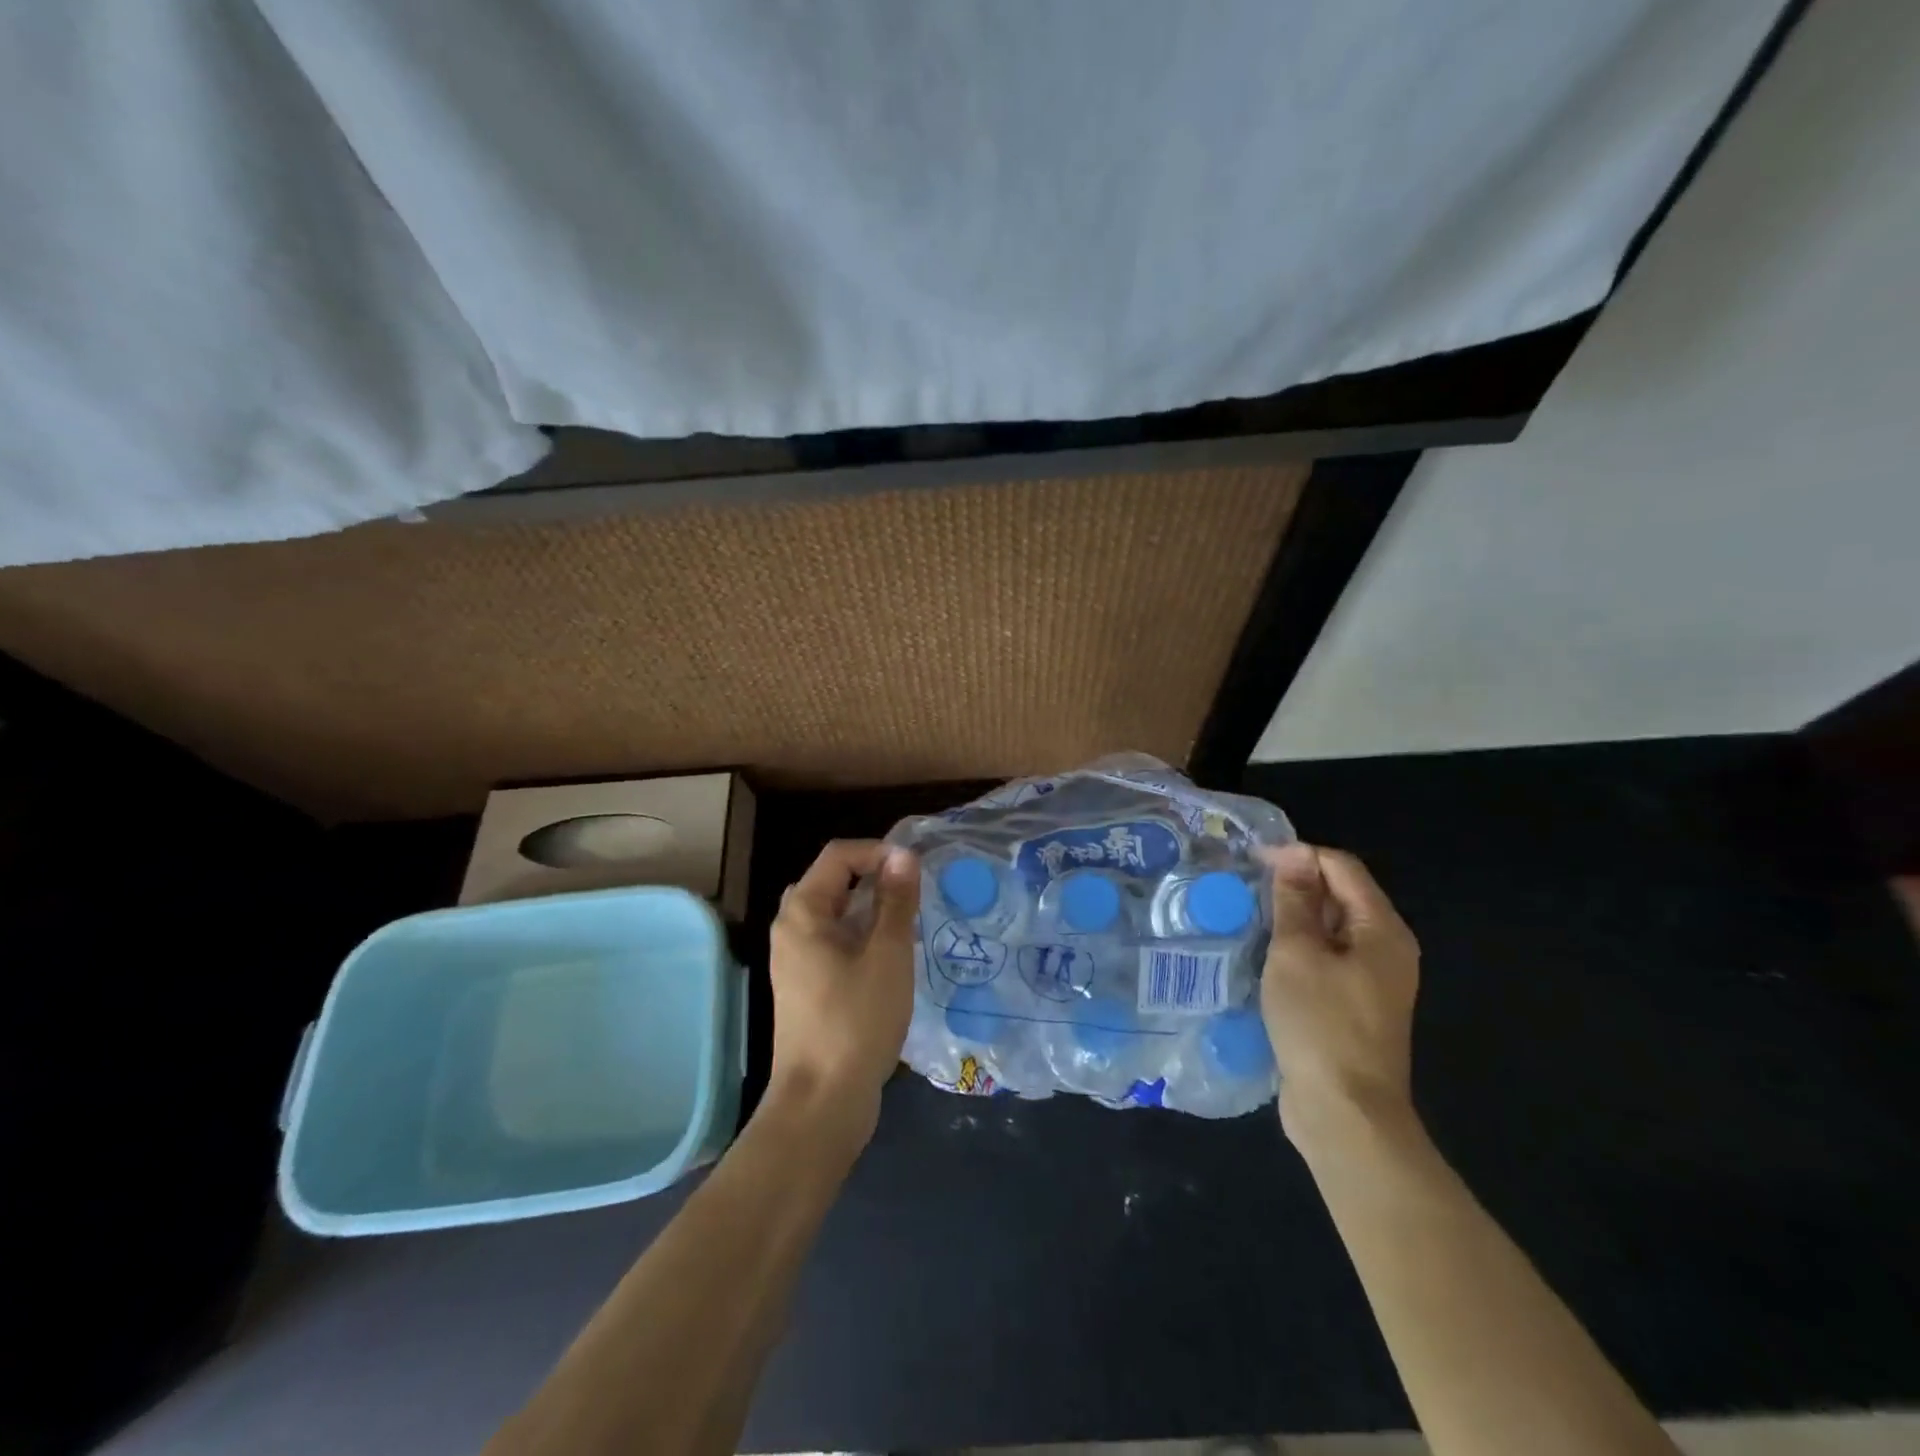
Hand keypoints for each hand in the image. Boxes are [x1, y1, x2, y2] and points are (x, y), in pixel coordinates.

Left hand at [764, 839, 920, 1148]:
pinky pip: (834, 941)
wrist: (822, 1101)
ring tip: (909, 921)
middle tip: (914, 893)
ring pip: (835, 913)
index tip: (916, 870)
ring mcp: (795, 958)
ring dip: (871, 908)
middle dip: (875, 877)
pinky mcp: (806, 984)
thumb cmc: (856, 1021)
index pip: (839, 855)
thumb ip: (896, 901)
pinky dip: (861, 935)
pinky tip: (891, 955)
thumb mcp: (887, 955)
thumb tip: (903, 855)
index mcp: (802, 911)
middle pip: (833, 880)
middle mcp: (790, 928)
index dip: (879, 851)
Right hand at [1259, 843, 1420, 1148]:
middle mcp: (1386, 949)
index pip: (1343, 868)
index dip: (1299, 855)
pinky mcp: (1355, 1006)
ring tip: (1249, 914)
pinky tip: (1266, 954)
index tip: (1253, 860)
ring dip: (1294, 917)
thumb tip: (1293, 855)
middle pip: (1342, 895)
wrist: (1344, 1113)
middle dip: (1296, 884)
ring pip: (1332, 928)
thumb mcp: (1297, 954)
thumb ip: (1294, 901)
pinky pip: (1327, 958)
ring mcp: (1373, 980)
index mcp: (1382, 930)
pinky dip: (1299, 947)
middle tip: (1245, 887)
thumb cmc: (1320, 1024)